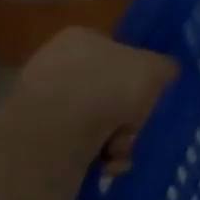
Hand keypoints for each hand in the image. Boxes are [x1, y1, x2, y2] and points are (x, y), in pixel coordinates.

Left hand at [12, 28, 178, 172]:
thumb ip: (165, 67)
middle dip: (129, 115)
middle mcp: (55, 63)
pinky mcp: (34, 133)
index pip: (117, 50)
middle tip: (137, 127)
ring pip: (97, 119)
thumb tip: (162, 72)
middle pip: (109, 90)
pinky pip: (78, 142)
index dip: (139, 73)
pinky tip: (106, 162)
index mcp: (80, 38)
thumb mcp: (157, 68)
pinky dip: (98, 154)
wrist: (58, 130)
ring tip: (121, 149)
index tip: (150, 93)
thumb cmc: (111, 86)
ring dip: (118, 138)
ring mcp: (41, 99)